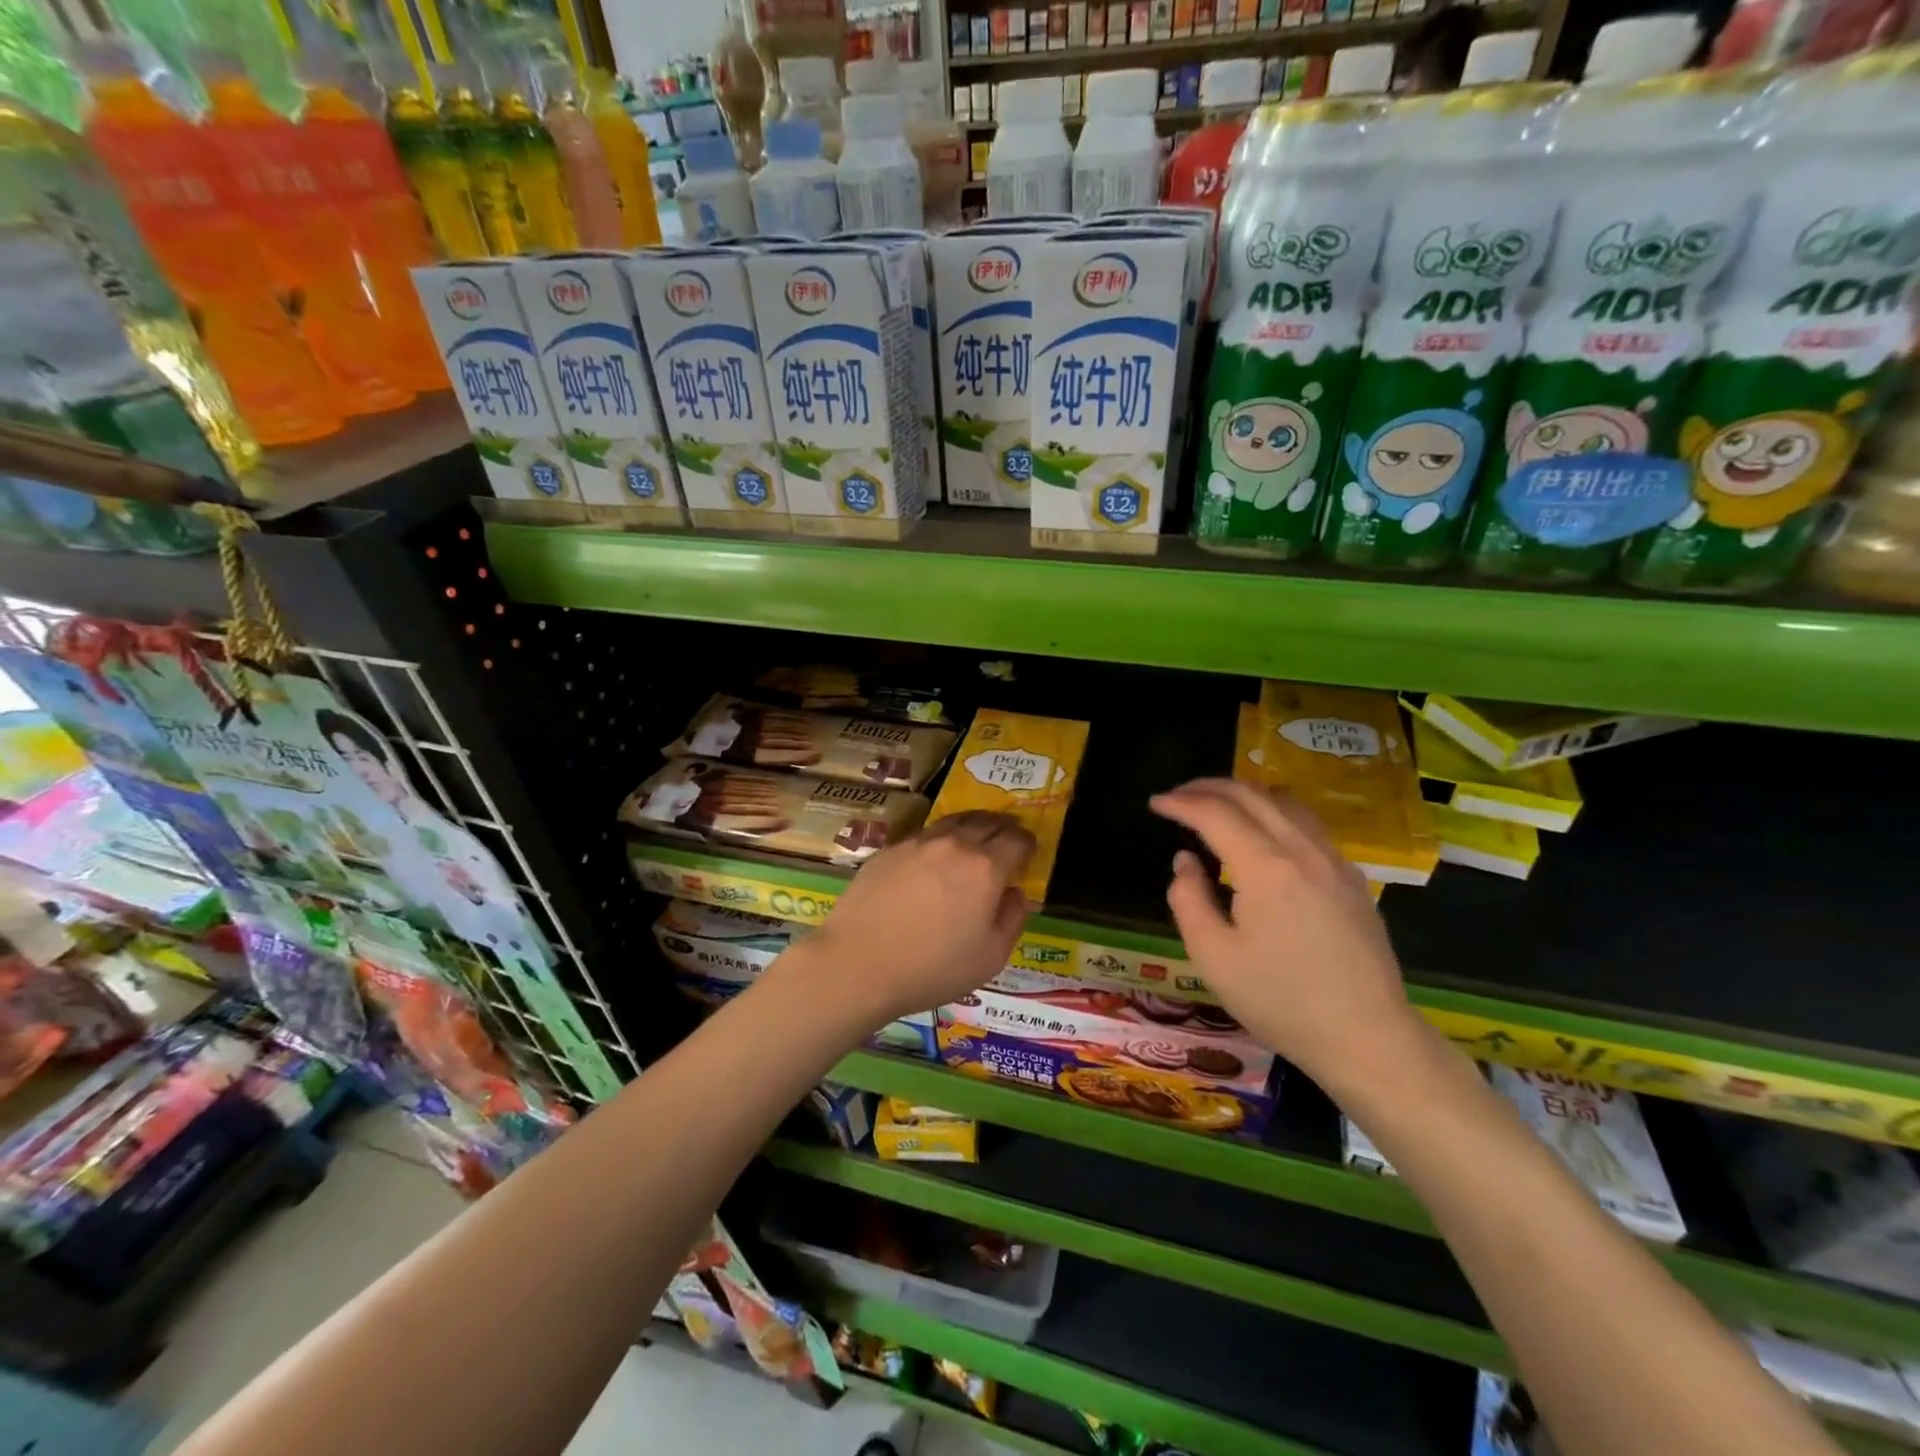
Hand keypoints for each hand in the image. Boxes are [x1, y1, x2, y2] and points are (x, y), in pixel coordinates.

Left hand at [800, 812, 1034, 1030]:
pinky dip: (940, 838)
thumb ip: (1012, 919)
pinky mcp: (890, 849)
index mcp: (986, 867)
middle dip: (1003, 827)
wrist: (857, 963)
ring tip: (975, 835)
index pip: (1017, 840)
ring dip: (972, 825)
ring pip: (954, 821)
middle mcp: (954, 844)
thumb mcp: (990, 957)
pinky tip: (934, 856)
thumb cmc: (932, 968)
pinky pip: (924, 834)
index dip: (1028, 843)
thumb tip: (1016, 893)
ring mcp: (918, 843)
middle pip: (987, 822)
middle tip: (1008, 836)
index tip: (1028, 851)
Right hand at [1149, 779, 1422, 1091]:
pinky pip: (1307, 823)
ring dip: (1243, 793)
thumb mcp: (1213, 957)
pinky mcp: (1351, 877)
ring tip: (1215, 805)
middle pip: (1251, 794)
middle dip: (1207, 788)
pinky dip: (1273, 811)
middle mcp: (1302, 850)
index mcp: (1265, 867)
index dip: (1180, 803)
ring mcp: (1333, 861)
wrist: (1368, 1038)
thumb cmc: (1281, 1001)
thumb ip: (1188, 899)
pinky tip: (1261, 833)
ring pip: (1284, 801)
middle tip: (1177, 797)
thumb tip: (1186, 861)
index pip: (1215, 813)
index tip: (1155, 803)